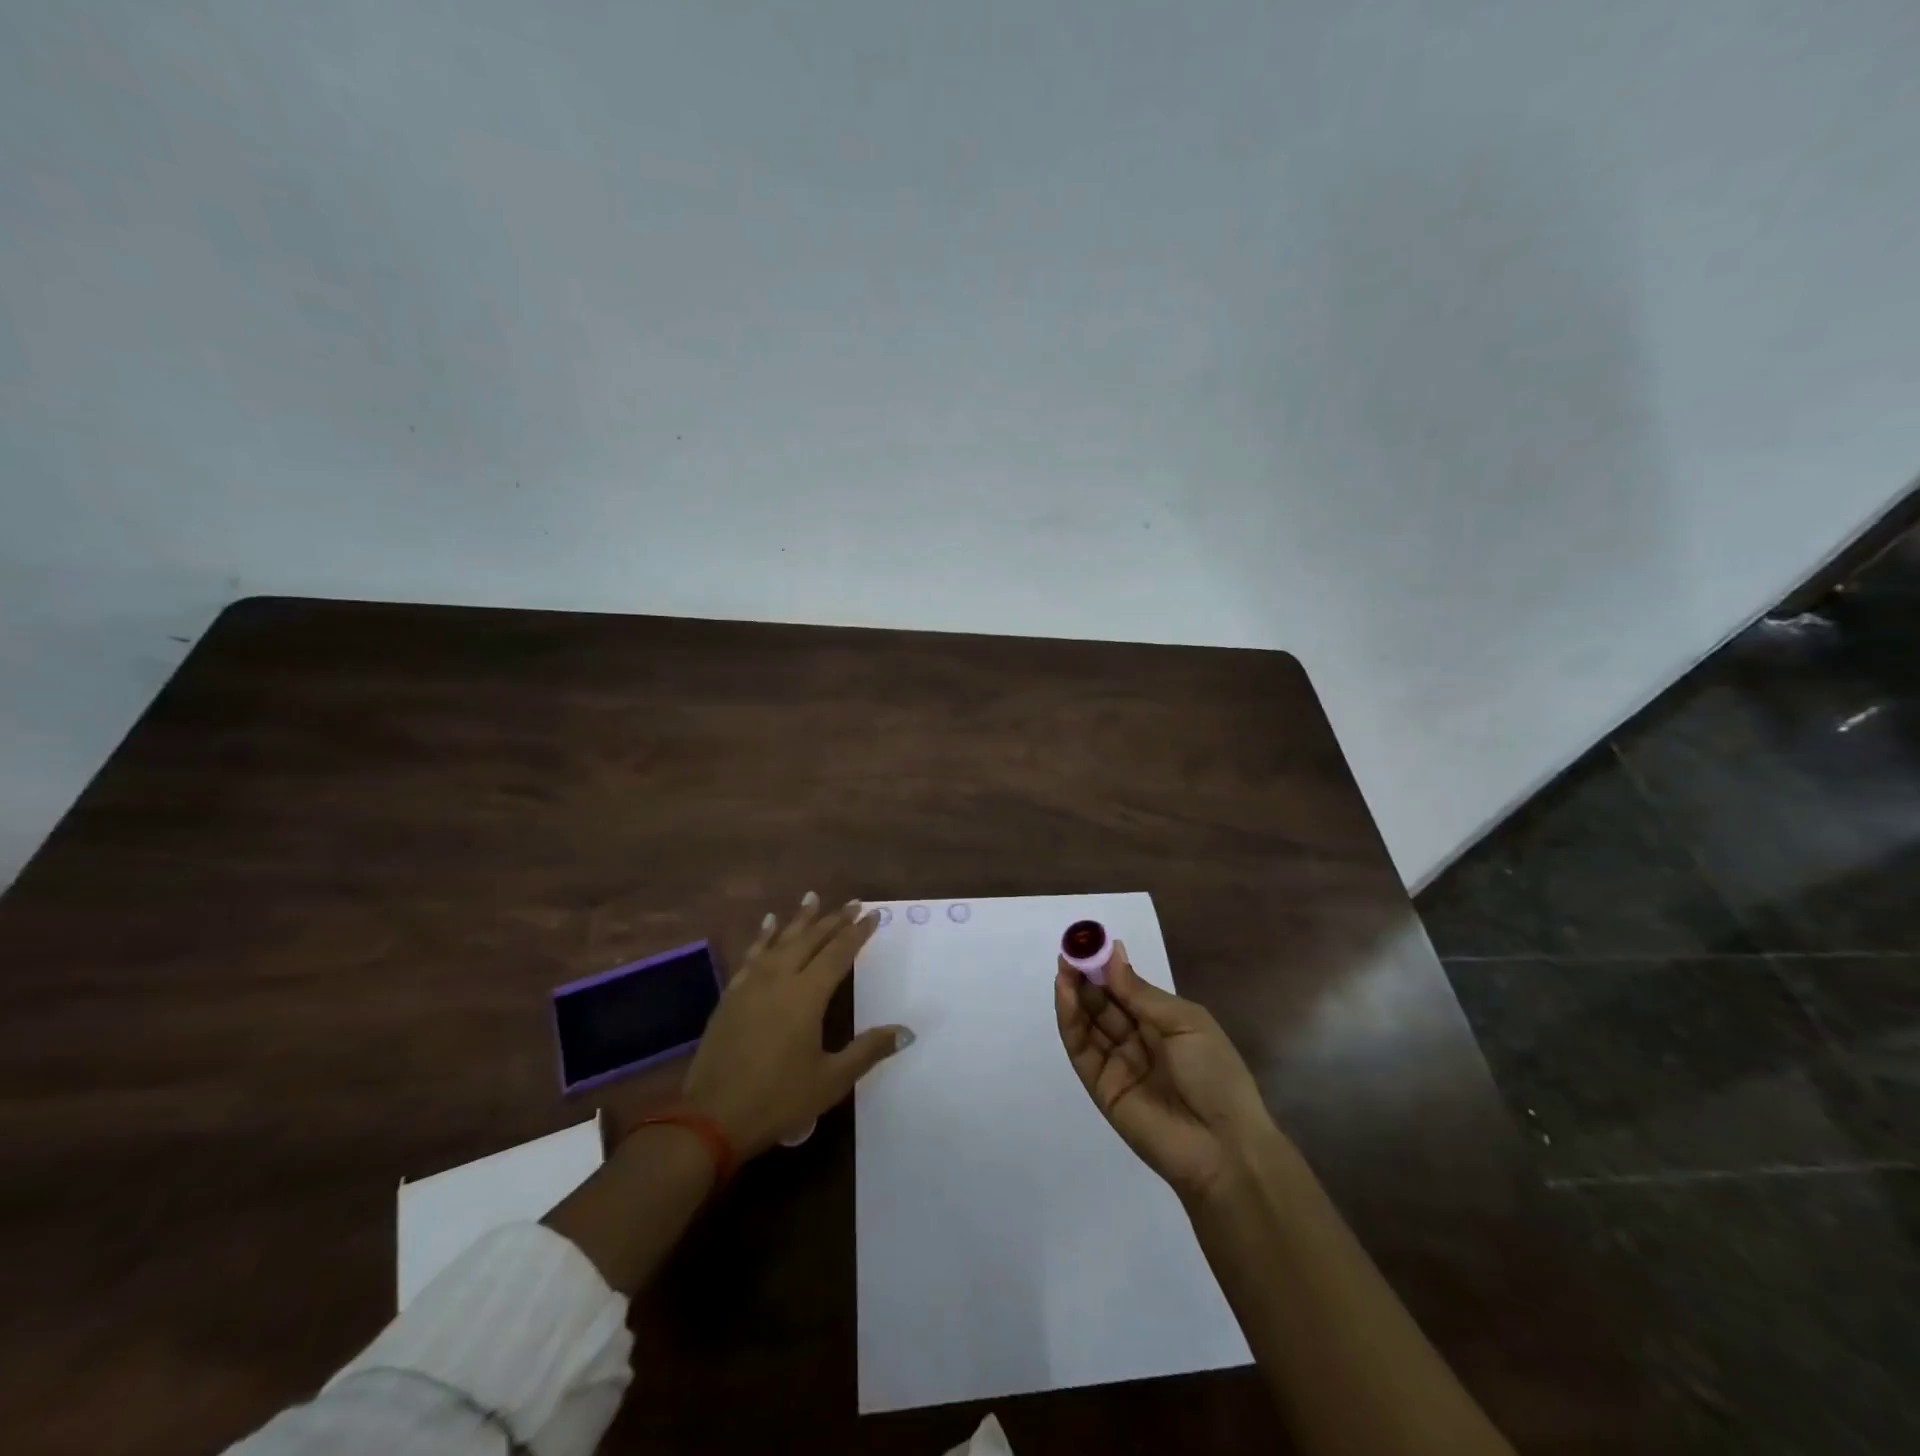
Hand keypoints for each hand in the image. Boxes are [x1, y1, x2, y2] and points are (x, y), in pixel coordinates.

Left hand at [680, 892, 912, 1159]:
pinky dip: (763, 936)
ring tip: (811, 897)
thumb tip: (906, 1031)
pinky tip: (768, 925)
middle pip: (810, 940)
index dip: (857, 933)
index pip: (838, 954)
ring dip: (799, 919)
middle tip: (851, 903)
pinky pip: (752, 955)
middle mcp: (779, 979)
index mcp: (807, 996)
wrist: (711, 1117)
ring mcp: (751, 985)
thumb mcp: (831, 1080)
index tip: (872, 914)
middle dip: (833, 920)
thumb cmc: (778, 1099)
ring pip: (780, 940)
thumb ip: (868, 1051)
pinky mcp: (731, 995)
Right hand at [1055, 941, 1277, 1204]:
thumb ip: (1141, 993)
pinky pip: (1081, 1049)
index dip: (1108, 966)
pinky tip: (1066, 994)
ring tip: (1065, 966)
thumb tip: (1112, 954)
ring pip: (1088, 1023)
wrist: (1223, 1147)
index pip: (1127, 989)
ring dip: (1074, 993)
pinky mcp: (1100, 1087)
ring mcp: (1117, 1064)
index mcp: (1164, 1024)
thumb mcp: (1185, 1023)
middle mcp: (1138, 1041)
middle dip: (1087, 976)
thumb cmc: (1215, 1074)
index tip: (1090, 942)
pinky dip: (1070, 1020)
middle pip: (1104, 1003)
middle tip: (1071, 949)